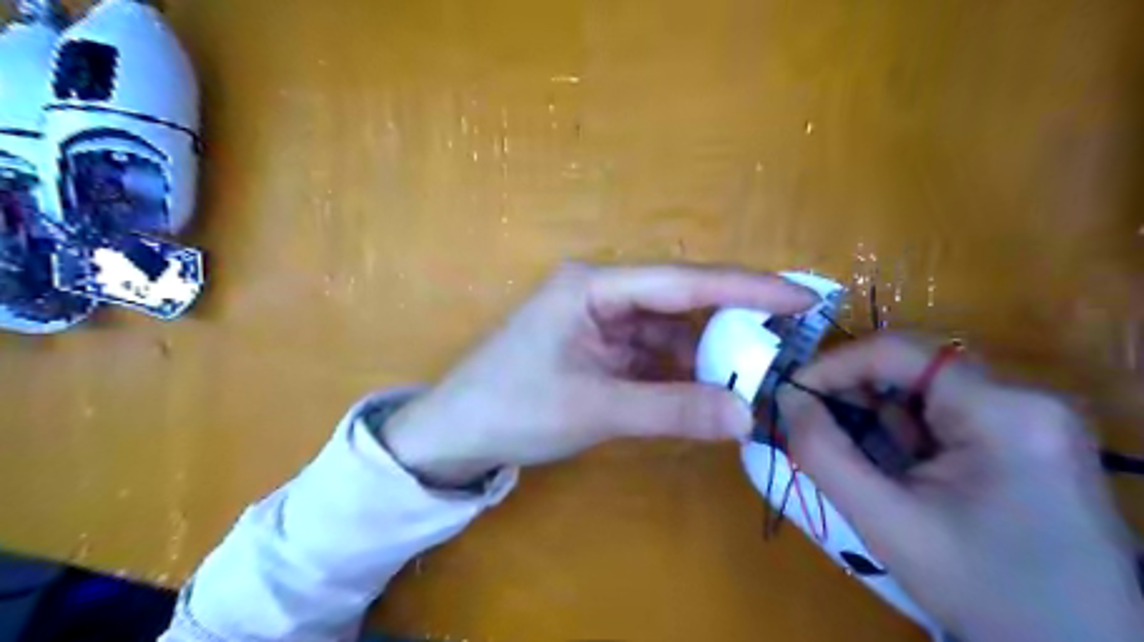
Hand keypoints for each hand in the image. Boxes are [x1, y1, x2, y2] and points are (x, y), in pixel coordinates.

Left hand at [379, 264, 818, 482]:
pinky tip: (707, 389)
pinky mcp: (597, 347)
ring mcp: (599, 321)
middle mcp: (601, 292)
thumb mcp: (595, 409)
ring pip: (667, 331)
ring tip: (755, 375)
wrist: (454, 434)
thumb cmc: (513, 410)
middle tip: (789, 341)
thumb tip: (746, 415)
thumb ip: (672, 410)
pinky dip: (678, 370)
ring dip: (705, 353)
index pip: (683, 282)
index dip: (746, 289)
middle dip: (730, 323)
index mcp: (594, 286)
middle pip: (679, 302)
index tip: (801, 298)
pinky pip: (650, 352)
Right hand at [782, 337, 1142, 641]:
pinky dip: (904, 433)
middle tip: (811, 424)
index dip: (834, 365)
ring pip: (925, 390)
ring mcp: (1031, 417)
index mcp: (1002, 411)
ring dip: (878, 416)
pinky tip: (891, 466)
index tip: (790, 394)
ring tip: (851, 454)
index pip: (899, 352)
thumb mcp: (885, 521)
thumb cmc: (982, 590)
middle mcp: (1025, 398)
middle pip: (913, 367)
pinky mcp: (1026, 438)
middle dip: (855, 394)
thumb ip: (823, 452)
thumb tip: (786, 397)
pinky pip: (944, 414)